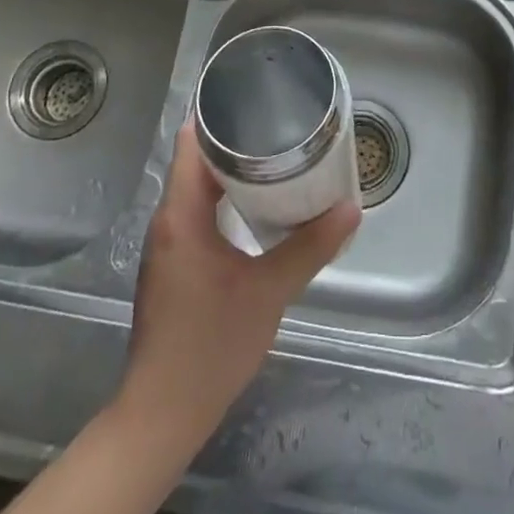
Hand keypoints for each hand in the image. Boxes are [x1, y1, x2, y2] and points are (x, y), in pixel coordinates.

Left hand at [118, 122, 359, 447]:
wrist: (162, 414)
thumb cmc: (211, 346)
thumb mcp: (269, 292)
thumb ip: (310, 248)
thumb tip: (351, 209)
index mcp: (181, 216)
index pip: (192, 144)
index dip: (219, 117)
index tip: (255, 99)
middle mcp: (167, 222)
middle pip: (197, 163)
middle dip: (235, 142)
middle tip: (280, 127)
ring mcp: (167, 246)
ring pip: (196, 189)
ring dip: (230, 173)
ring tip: (276, 159)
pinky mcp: (173, 266)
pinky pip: (196, 214)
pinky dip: (224, 200)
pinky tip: (256, 208)